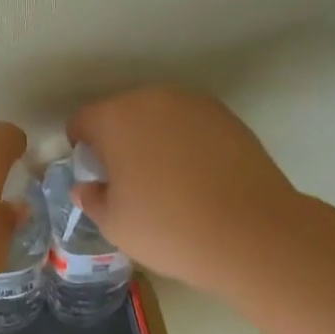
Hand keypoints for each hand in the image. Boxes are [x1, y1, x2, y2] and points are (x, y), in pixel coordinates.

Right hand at [66, 87, 300, 292]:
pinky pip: (191, 124)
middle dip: (119, 139)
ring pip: (158, 116)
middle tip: (131, 180)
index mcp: (114, 118)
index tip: (97, 177)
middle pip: (120, 113)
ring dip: (154, 137)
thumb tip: (88, 188)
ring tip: (170, 179)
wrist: (252, 233)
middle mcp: (150, 99)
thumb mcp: (115, 225)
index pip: (82, 121)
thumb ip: (92, 199)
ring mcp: (192, 104)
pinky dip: (188, 142)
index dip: (82, 148)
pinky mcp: (227, 116)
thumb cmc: (169, 228)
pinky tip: (201, 177)